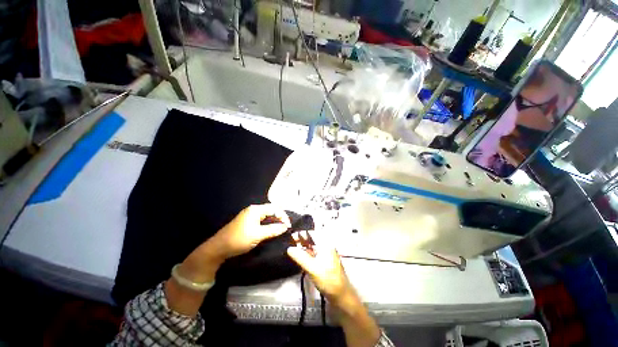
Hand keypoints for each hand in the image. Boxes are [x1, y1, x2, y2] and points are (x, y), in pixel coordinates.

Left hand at [210, 204, 290, 258]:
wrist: (218, 248)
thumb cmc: (239, 239)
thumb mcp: (258, 235)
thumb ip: (273, 230)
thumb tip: (285, 227)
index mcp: (255, 210)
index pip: (274, 208)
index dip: (283, 216)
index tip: (288, 226)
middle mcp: (253, 209)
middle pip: (271, 210)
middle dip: (280, 217)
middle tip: (286, 227)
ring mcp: (249, 215)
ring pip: (266, 215)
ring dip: (274, 220)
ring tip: (281, 228)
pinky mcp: (247, 221)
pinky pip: (262, 219)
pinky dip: (268, 223)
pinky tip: (271, 229)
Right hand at [286, 231, 354, 305]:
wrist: (341, 295)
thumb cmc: (328, 280)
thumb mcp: (312, 268)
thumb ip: (300, 257)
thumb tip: (289, 248)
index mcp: (326, 244)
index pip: (313, 233)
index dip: (302, 232)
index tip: (291, 234)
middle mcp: (326, 246)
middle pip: (312, 238)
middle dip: (302, 238)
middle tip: (290, 240)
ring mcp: (325, 253)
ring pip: (312, 245)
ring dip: (303, 245)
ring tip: (292, 245)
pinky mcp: (324, 261)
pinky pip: (314, 252)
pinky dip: (307, 252)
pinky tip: (300, 254)